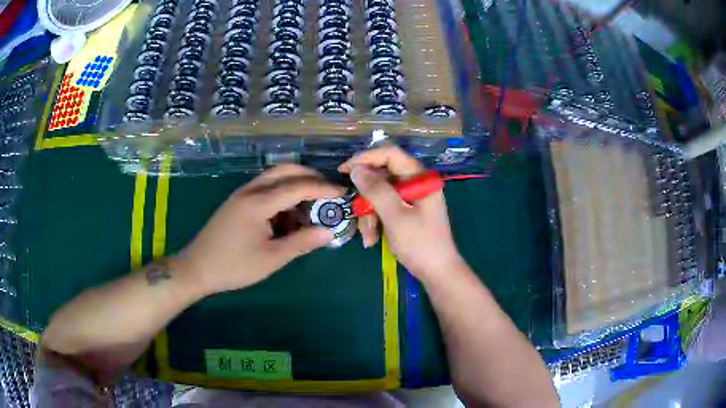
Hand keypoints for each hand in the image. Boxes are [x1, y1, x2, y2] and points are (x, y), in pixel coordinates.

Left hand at [174, 165, 343, 293]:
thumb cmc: (234, 266)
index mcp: (258, 203)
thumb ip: (301, 242)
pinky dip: (281, 194)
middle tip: (328, 191)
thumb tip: (329, 231)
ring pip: (274, 178)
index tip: (342, 192)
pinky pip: (264, 189)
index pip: (297, 186)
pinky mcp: (237, 202)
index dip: (322, 188)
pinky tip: (287, 215)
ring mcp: (241, 194)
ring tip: (309, 207)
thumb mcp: (271, 258)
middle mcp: (250, 191)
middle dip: (309, 176)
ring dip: (295, 185)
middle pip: (284, 170)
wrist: (197, 268)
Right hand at [339, 146, 464, 279]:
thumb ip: (376, 190)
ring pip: (379, 194)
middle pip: (381, 176)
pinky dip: (375, 221)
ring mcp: (410, 198)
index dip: (365, 158)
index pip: (390, 154)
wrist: (437, 273)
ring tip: (368, 237)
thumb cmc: (420, 244)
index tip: (344, 170)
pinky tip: (372, 239)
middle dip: (366, 198)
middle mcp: (415, 183)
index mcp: (419, 177)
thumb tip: (356, 169)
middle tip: (357, 215)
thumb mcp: (395, 216)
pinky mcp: (405, 211)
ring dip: (368, 215)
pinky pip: (383, 208)